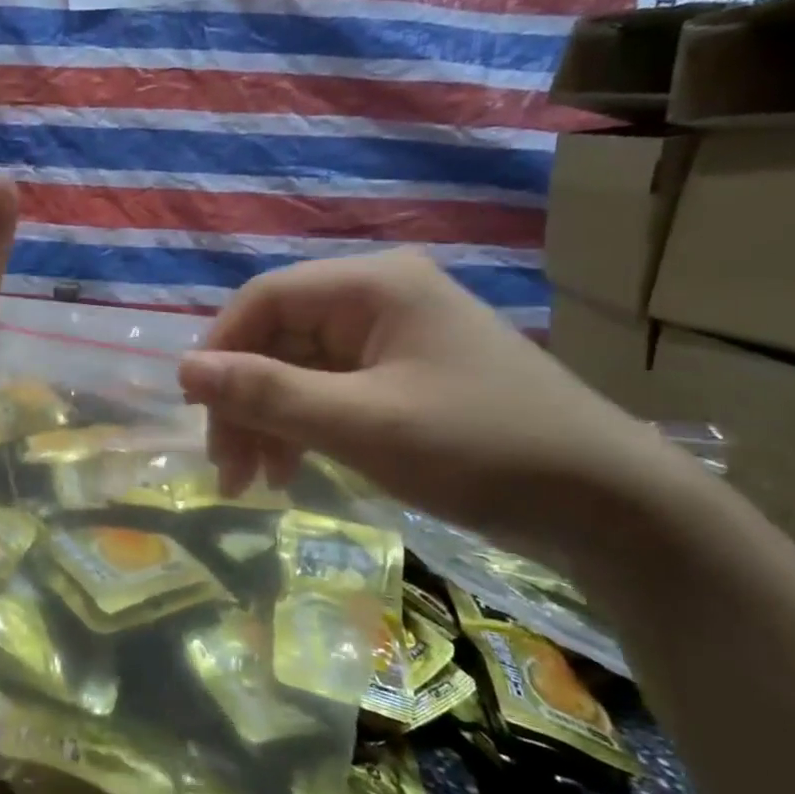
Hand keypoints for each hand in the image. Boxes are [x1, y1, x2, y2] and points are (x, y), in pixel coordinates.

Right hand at [177, 250, 678, 559]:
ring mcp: (395, 338)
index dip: (219, 350)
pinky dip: (305, 428)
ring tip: (255, 482)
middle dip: (245, 401)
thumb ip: (267, 394)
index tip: (193, 410)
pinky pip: (332, 391)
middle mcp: (379, 298)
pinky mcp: (406, 376)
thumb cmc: (481, 450)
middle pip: (279, 338)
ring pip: (300, 369)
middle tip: (227, 468)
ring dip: (269, 421)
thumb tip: (183, 369)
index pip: (265, 300)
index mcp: (373, 286)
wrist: (611, 507)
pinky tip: (293, 470)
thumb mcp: (362, 424)